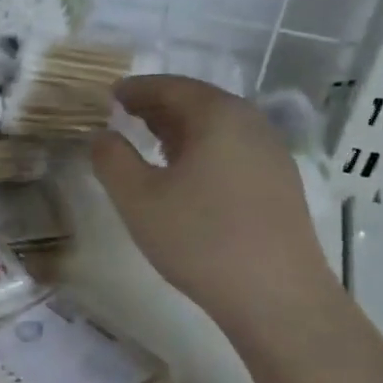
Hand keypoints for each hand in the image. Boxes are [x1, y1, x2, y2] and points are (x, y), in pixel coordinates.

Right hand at [92, 76, 336, 330]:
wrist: (275, 294)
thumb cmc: (199, 238)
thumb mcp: (137, 199)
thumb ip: (111, 160)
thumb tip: (102, 135)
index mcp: (218, 116)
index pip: (171, 87)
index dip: (137, 89)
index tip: (111, 94)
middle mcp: (251, 124)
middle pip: (199, 102)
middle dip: (159, 106)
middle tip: (127, 114)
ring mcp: (272, 154)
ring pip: (219, 128)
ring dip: (182, 129)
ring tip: (152, 142)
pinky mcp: (280, 184)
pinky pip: (233, 150)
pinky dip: (203, 149)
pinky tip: (187, 175)